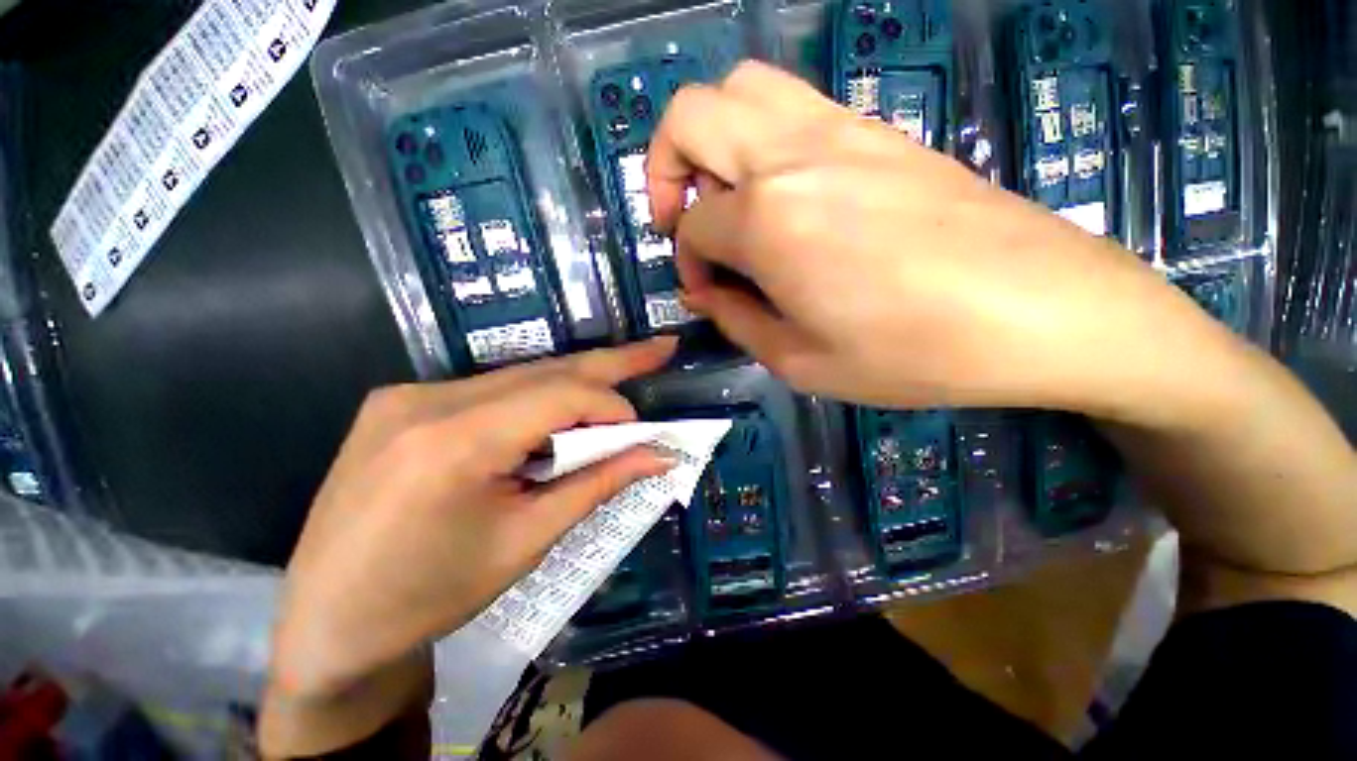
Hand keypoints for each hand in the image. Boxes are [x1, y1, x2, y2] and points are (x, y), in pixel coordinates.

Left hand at [260, 339, 677, 754]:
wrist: (326, 624)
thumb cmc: (429, 597)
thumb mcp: (525, 542)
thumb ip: (597, 485)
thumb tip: (658, 456)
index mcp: (454, 441)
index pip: (561, 395)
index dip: (612, 407)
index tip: (641, 434)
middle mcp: (426, 400)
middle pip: (544, 371)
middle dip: (610, 363)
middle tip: (661, 348)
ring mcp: (406, 395)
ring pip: (519, 377)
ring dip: (574, 386)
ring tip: (620, 384)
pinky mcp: (400, 403)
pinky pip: (490, 390)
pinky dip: (536, 399)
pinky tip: (558, 416)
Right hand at [650, 61, 1221, 423]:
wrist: (1041, 311)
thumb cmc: (913, 353)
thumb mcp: (800, 362)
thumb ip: (736, 321)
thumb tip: (704, 291)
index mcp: (768, 219)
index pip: (692, 224)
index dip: (687, 260)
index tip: (708, 290)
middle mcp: (791, 156)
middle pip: (690, 115)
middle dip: (666, 168)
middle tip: (685, 221)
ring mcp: (839, 129)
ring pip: (739, 89)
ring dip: (711, 141)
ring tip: (728, 200)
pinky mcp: (877, 129)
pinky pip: (792, 105)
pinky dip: (760, 138)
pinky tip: (783, 195)